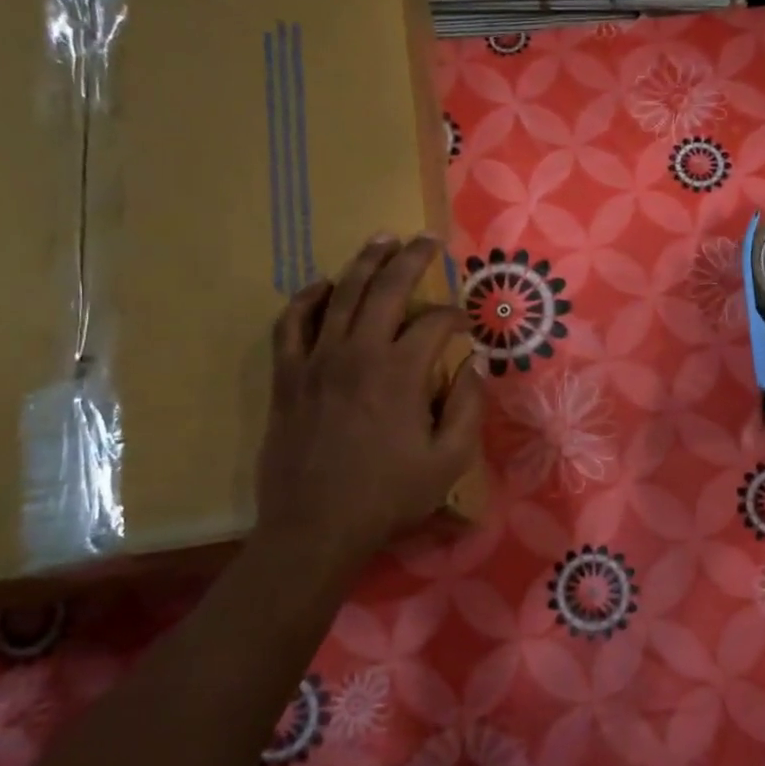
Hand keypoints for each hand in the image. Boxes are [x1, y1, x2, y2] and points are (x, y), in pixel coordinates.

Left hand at [248, 234, 483, 586]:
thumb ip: (468, 407)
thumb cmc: (388, 497)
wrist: (315, 528)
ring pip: (340, 294)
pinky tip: (322, 285)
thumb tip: (476, 363)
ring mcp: (317, 361)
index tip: (466, 325)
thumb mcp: (449, 460)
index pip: (435, 323)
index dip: (456, 316)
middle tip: (428, 238)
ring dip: (364, 262)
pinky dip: (307, 298)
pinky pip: (292, 323)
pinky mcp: (288, 376)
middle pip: (386, 289)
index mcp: (401, 373)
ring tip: (382, 239)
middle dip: (412, 258)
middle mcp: (358, 353)